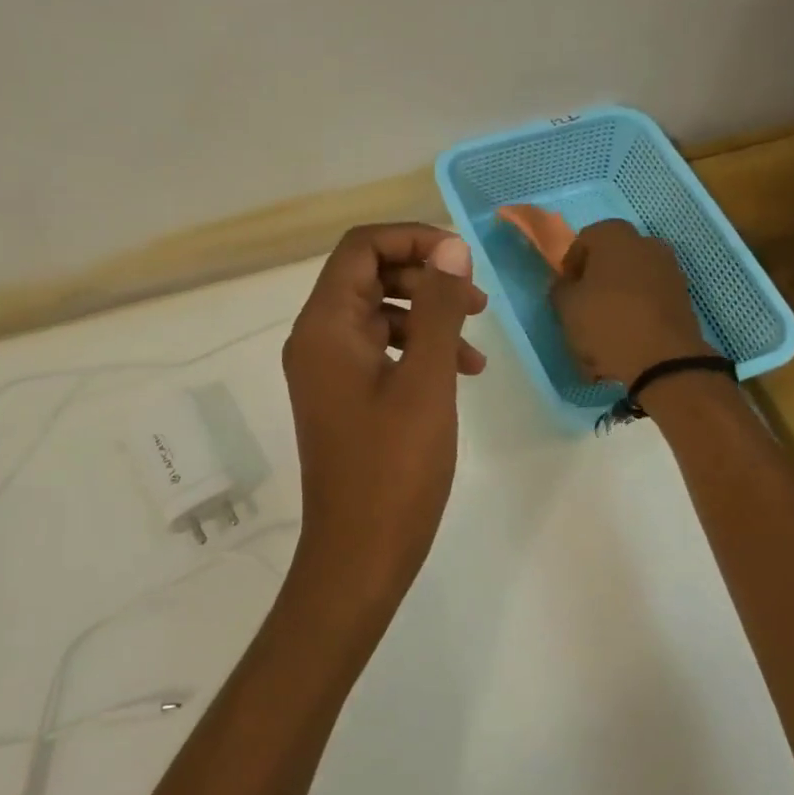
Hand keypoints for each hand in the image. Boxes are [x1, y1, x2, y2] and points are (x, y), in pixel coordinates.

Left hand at [282, 224, 487, 621]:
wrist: (360, 555)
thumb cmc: (394, 468)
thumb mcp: (427, 381)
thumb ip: (439, 309)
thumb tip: (451, 249)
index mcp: (325, 326)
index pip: (360, 248)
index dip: (413, 239)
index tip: (462, 260)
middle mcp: (316, 339)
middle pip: (368, 276)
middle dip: (425, 278)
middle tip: (476, 299)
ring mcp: (327, 370)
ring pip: (379, 314)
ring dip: (428, 316)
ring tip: (477, 343)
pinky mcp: (342, 396)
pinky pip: (379, 351)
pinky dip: (418, 350)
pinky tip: (460, 372)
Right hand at [551, 219, 713, 387]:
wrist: (663, 360)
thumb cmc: (606, 323)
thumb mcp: (566, 307)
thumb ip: (560, 288)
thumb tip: (567, 284)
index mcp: (615, 236)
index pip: (584, 240)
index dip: (571, 265)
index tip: (566, 290)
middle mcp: (646, 243)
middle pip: (613, 257)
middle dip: (597, 277)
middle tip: (585, 305)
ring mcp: (670, 269)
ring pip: (633, 278)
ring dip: (619, 295)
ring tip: (606, 325)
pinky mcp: (683, 296)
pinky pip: (651, 296)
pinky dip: (638, 309)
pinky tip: (627, 335)